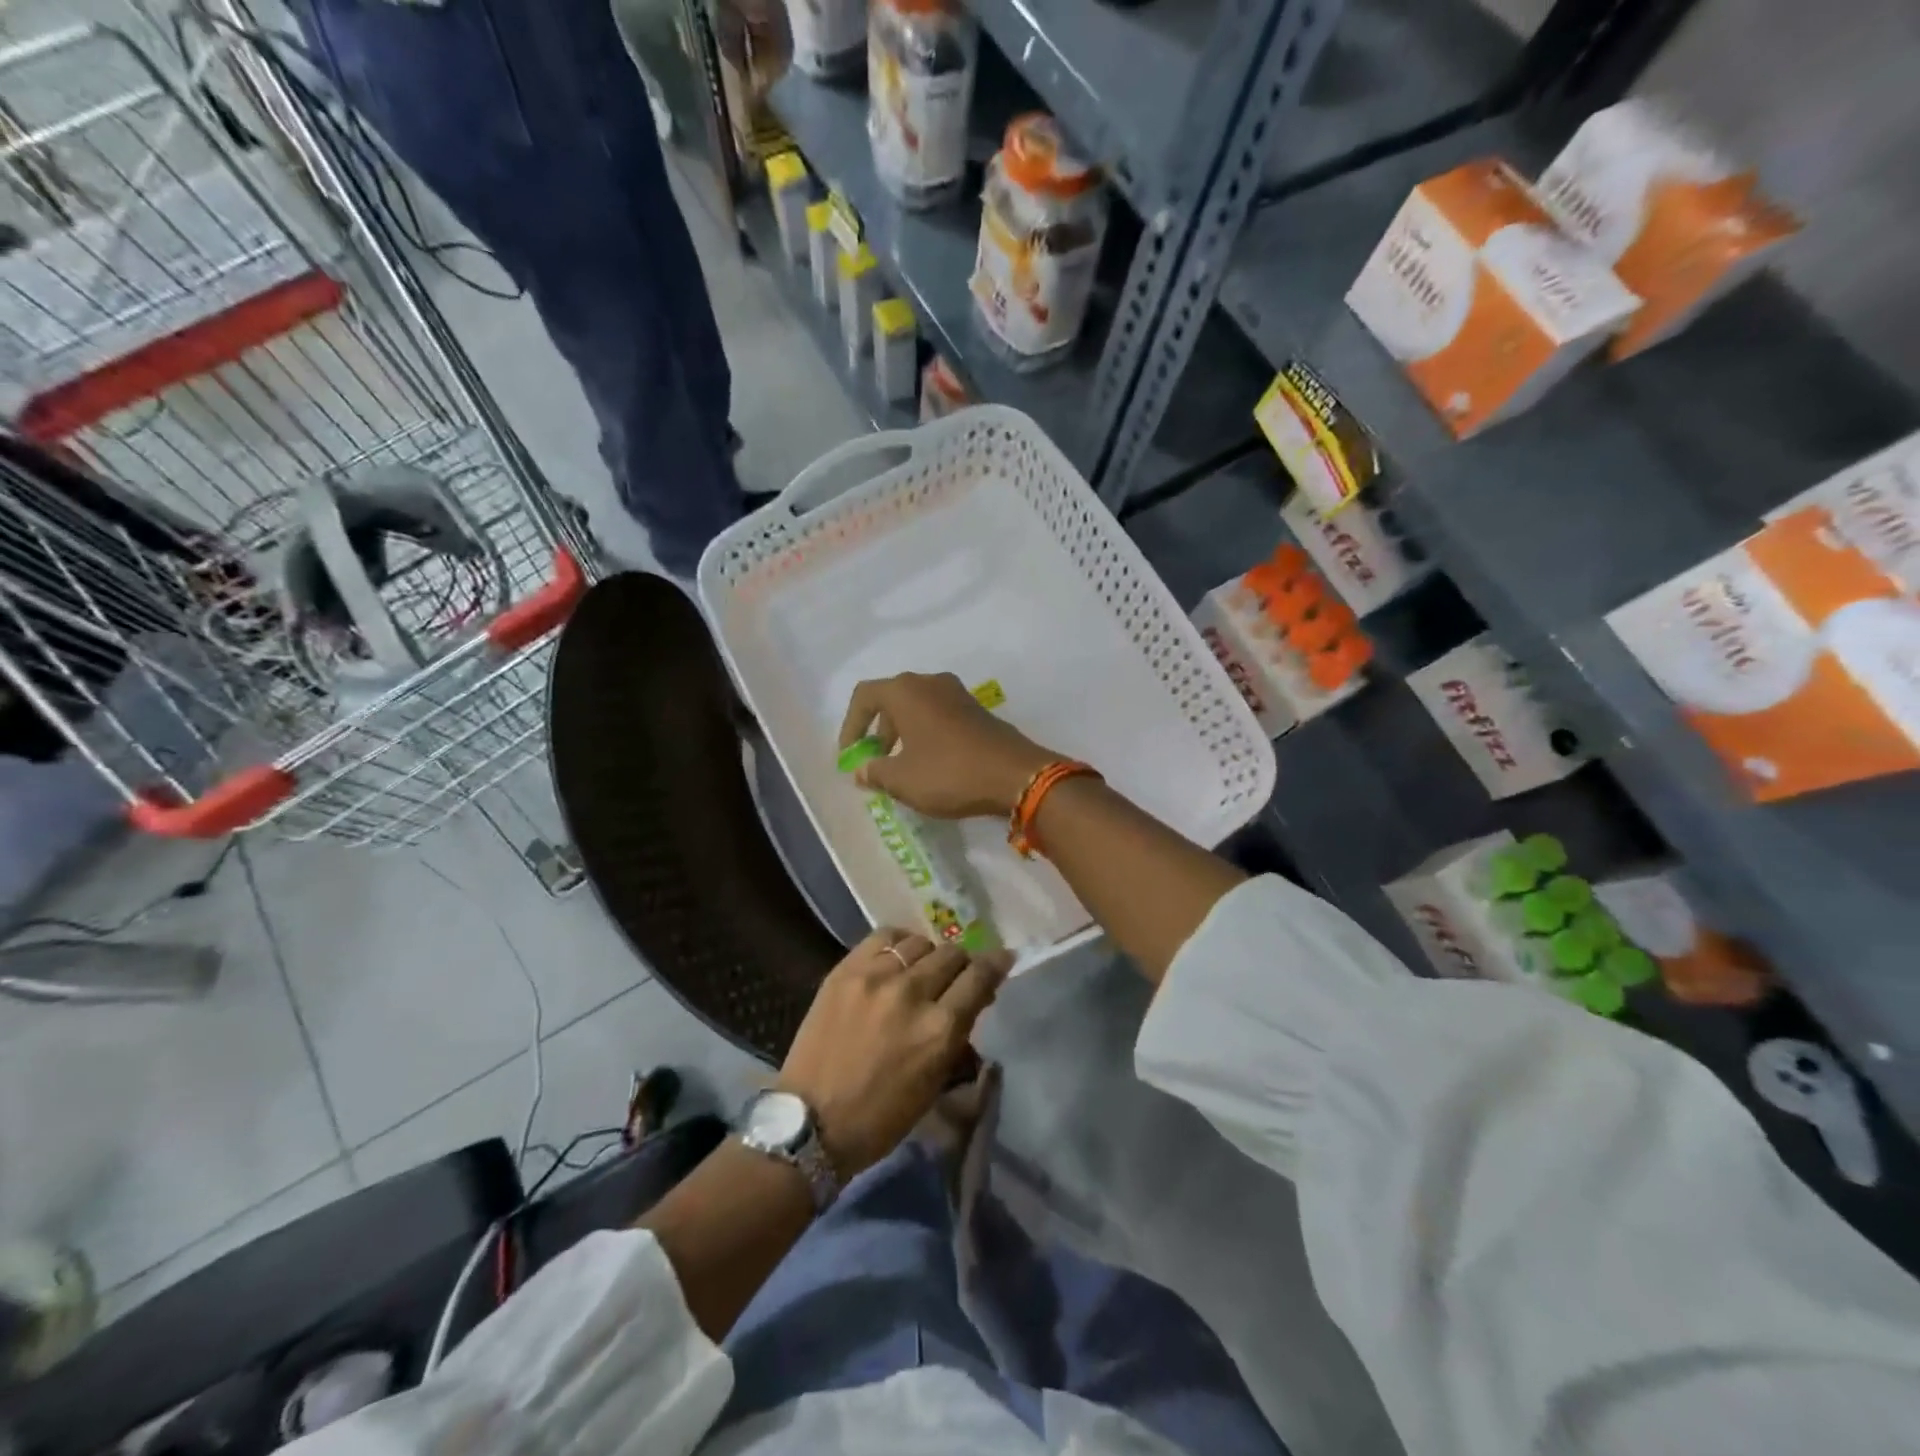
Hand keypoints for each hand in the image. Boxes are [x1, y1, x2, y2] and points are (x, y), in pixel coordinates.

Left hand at [777, 929, 1011, 1176]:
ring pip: (920, 942)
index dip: (996, 964)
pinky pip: (884, 936)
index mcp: (939, 1030)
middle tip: (955, 977)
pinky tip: (895, 957)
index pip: (980, 977)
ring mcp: (876, 976)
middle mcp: (912, 993)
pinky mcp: (846, 970)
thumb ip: (957, 1035)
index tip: (1003, 958)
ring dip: (929, 955)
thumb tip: (973, 1000)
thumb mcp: (934, 1083)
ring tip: (921, 969)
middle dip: (961, 964)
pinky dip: (898, 944)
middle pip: (952, 954)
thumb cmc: (880, 1117)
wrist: (811, 1121)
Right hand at [838, 672, 1057, 819]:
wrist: (1016, 775)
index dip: (850, 726)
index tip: (850, 756)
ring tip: (901, 768)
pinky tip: (931, 765)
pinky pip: (940, 717)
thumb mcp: (902, 779)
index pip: (864, 696)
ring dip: (903, 735)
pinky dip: (927, 735)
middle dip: (878, 732)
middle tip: (875, 763)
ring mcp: (958, 694)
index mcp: (906, 691)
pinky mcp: (978, 711)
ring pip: (918, 708)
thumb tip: (861, 771)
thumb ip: (874, 772)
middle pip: (892, 700)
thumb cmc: (949, 772)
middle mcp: (931, 683)